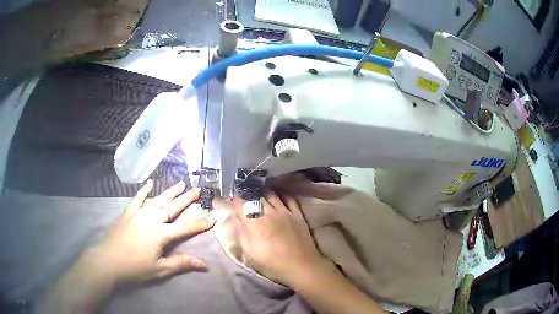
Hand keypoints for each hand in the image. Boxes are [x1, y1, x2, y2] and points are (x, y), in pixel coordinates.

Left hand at [38, 180, 215, 312]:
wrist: (108, 260)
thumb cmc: (135, 268)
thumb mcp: (160, 270)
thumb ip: (181, 264)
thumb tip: (203, 264)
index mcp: (161, 234)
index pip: (185, 228)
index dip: (200, 224)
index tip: (212, 218)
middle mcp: (152, 219)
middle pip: (172, 207)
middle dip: (186, 199)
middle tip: (197, 190)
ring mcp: (139, 214)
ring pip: (158, 199)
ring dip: (170, 192)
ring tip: (181, 183)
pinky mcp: (128, 212)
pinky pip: (138, 198)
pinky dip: (144, 190)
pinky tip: (150, 183)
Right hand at [234, 191, 329, 285]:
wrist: (302, 267)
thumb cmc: (273, 264)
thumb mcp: (250, 255)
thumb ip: (241, 235)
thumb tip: (236, 220)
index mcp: (255, 223)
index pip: (240, 204)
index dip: (232, 201)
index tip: (229, 201)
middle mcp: (270, 212)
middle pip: (255, 197)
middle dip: (247, 197)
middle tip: (243, 201)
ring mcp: (285, 212)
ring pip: (271, 195)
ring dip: (262, 195)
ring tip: (259, 198)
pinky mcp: (297, 214)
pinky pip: (289, 198)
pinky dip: (281, 196)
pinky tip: (278, 199)